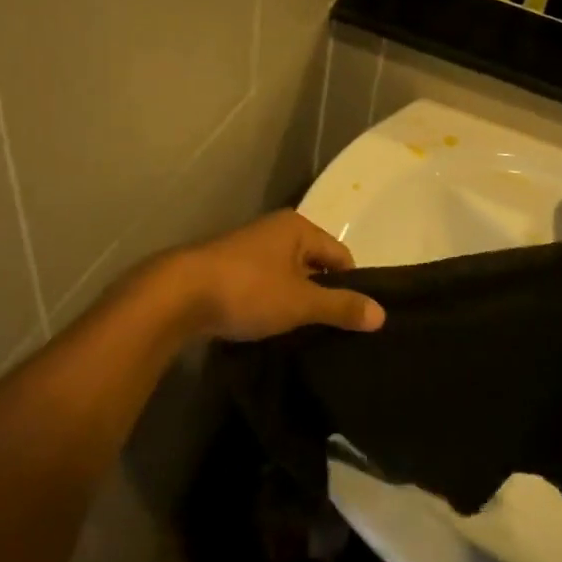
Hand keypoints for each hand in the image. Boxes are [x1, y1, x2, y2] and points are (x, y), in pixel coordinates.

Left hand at [164, 211, 384, 342]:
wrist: (178, 295)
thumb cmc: (248, 290)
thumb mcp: (301, 302)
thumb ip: (341, 307)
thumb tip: (382, 314)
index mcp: (297, 227)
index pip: (341, 255)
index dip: (351, 286)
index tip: (353, 319)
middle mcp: (274, 231)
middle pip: (313, 265)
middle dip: (321, 295)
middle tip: (330, 331)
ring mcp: (248, 249)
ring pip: (286, 277)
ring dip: (293, 302)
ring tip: (301, 335)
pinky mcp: (226, 269)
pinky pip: (262, 285)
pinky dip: (269, 304)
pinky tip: (268, 328)